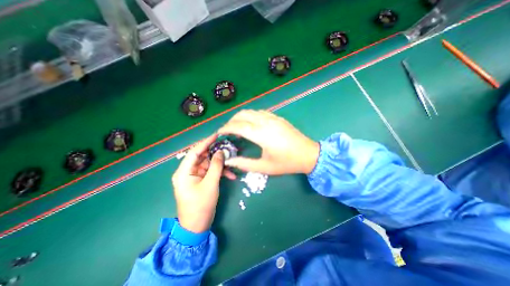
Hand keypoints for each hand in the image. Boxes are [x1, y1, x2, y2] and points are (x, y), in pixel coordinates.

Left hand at [171, 132, 234, 233]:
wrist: (197, 226)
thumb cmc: (201, 205)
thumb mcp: (210, 184)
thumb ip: (216, 166)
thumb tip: (221, 152)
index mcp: (184, 171)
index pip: (195, 151)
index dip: (206, 142)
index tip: (217, 135)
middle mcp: (188, 171)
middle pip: (203, 157)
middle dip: (216, 153)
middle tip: (228, 148)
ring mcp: (194, 176)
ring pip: (209, 164)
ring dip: (220, 164)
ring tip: (232, 163)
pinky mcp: (201, 181)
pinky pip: (211, 172)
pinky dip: (220, 172)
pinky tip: (231, 176)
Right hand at [218, 111, 316, 174]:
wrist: (308, 154)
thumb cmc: (287, 163)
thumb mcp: (264, 167)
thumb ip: (244, 164)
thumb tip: (229, 160)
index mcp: (261, 134)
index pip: (238, 126)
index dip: (226, 128)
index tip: (219, 132)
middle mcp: (266, 122)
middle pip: (243, 114)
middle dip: (231, 120)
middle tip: (227, 131)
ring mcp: (273, 118)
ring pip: (251, 111)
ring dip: (241, 117)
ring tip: (237, 127)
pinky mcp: (278, 118)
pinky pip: (260, 112)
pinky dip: (251, 116)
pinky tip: (251, 124)